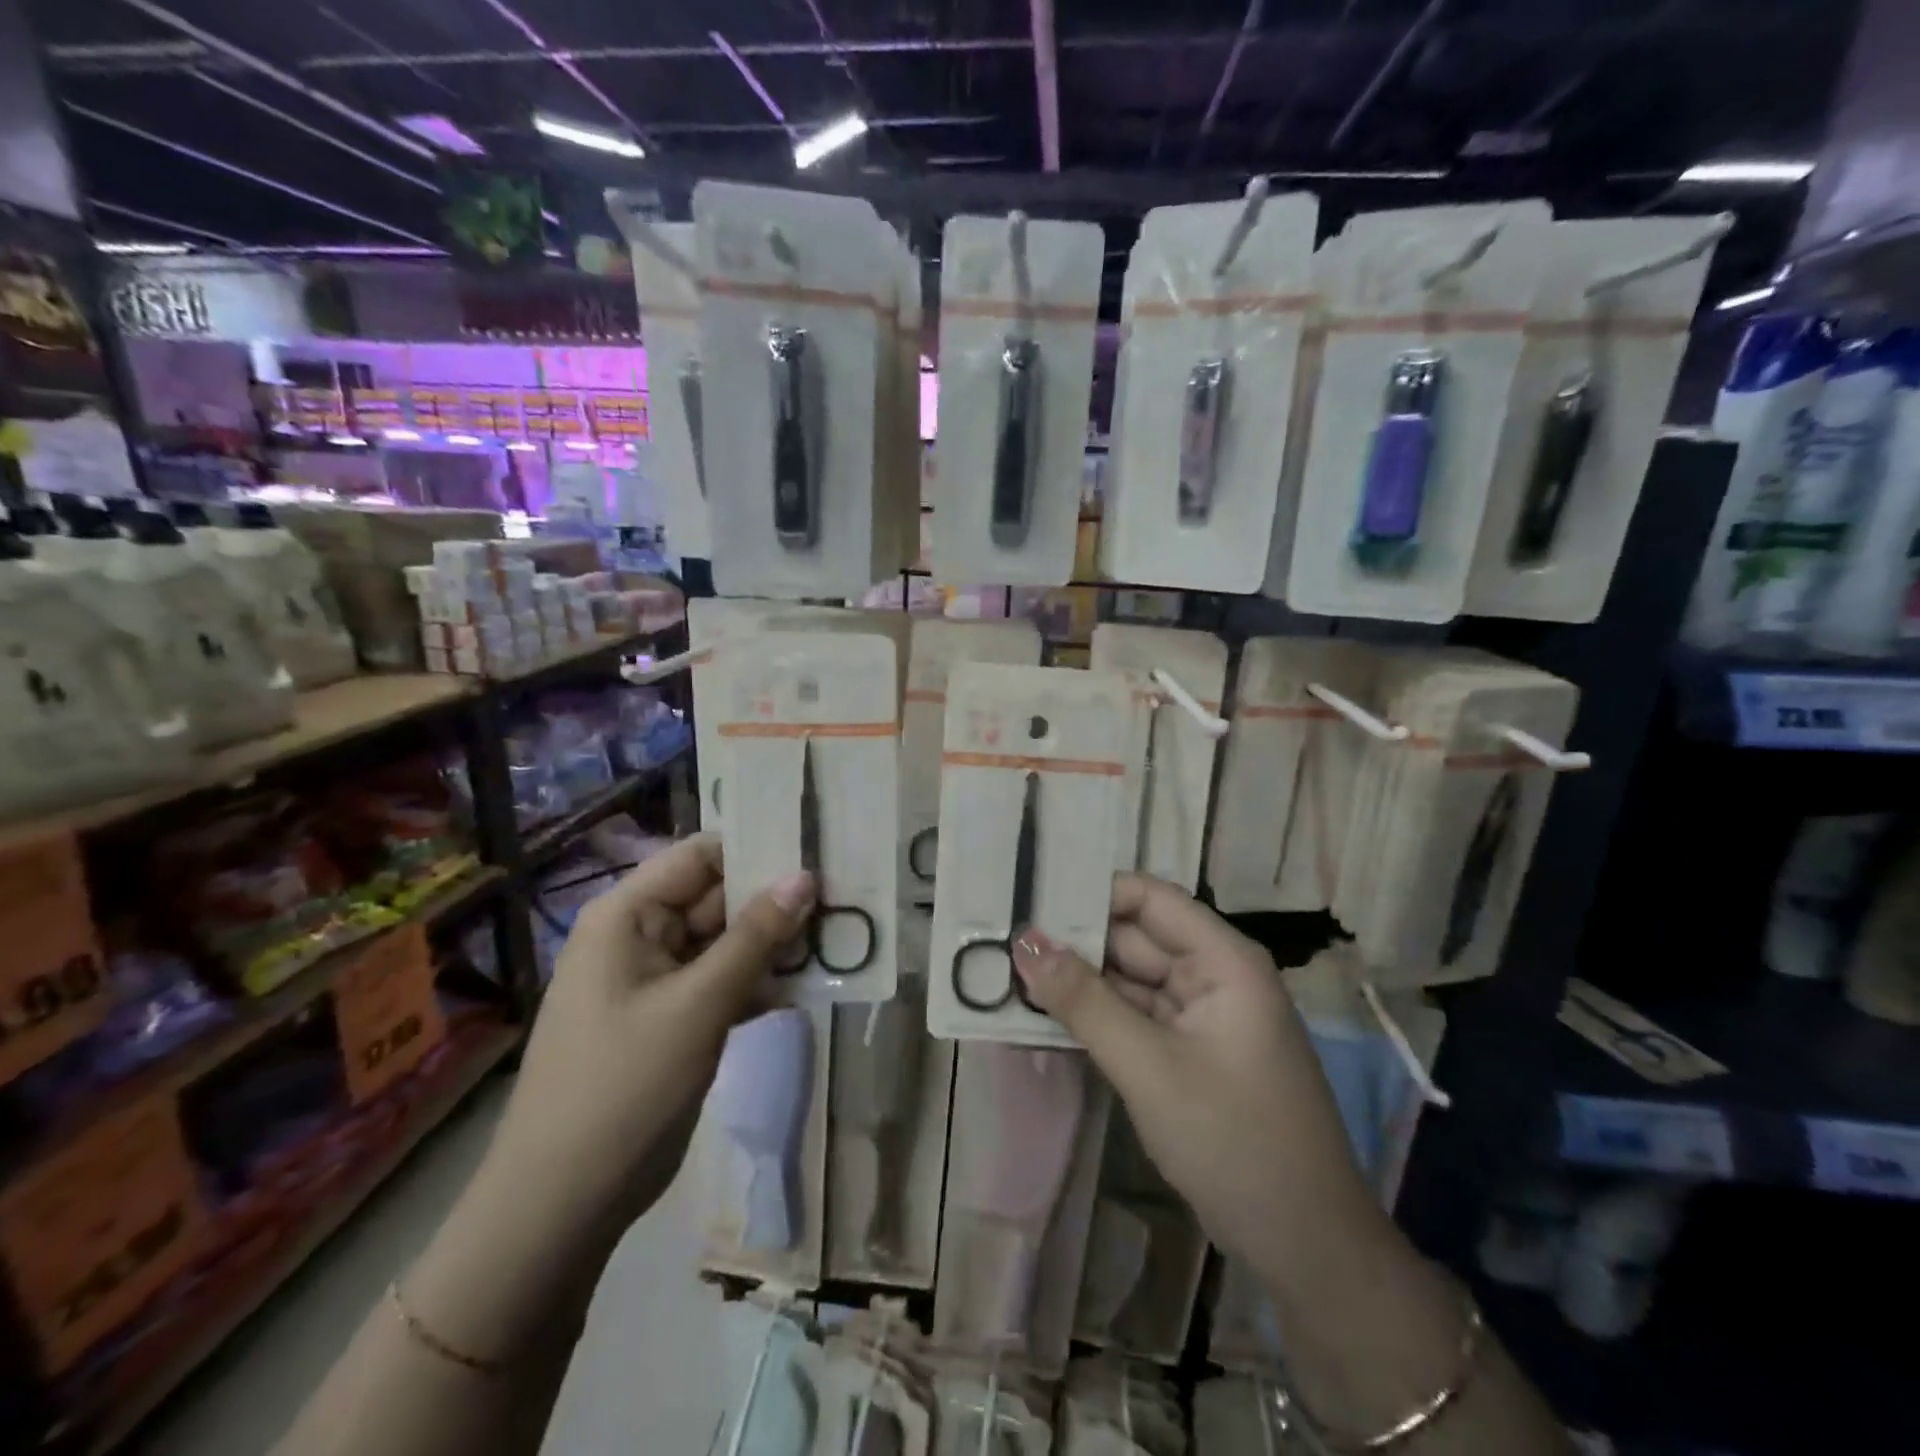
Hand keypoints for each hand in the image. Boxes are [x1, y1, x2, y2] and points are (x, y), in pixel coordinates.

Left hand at [486, 835, 815, 1228]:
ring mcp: (659, 979)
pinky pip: (725, 981)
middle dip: (776, 897)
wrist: (564, 1201)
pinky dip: (763, 981)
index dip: (756, 846)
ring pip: (727, 941)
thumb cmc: (623, 1085)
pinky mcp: (675, 1018)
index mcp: (627, 915)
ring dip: (776, 941)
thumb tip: (805, 876)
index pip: (700, 856)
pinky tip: (812, 982)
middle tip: (843, 890)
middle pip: (718, 896)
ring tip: (841, 931)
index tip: (816, 845)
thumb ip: (755, 937)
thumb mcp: (697, 1004)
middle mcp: (641, 936)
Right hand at [1011, 874, 1387, 1281]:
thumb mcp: (1150, 1068)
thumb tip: (1023, 941)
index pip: (1149, 898)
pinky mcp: (1186, 1052)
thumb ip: (1084, 1001)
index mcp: (1223, 960)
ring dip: (1077, 980)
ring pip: (1128, 979)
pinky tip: (1042, 1012)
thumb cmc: (1235, 1142)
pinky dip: (1094, 1016)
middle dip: (1073, 941)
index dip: (1091, 893)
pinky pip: (1133, 1017)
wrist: (1305, 1248)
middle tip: (1001, 938)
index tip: (1029, 899)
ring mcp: (1200, 1016)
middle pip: (1134, 938)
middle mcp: (1213, 975)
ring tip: (1007, 968)